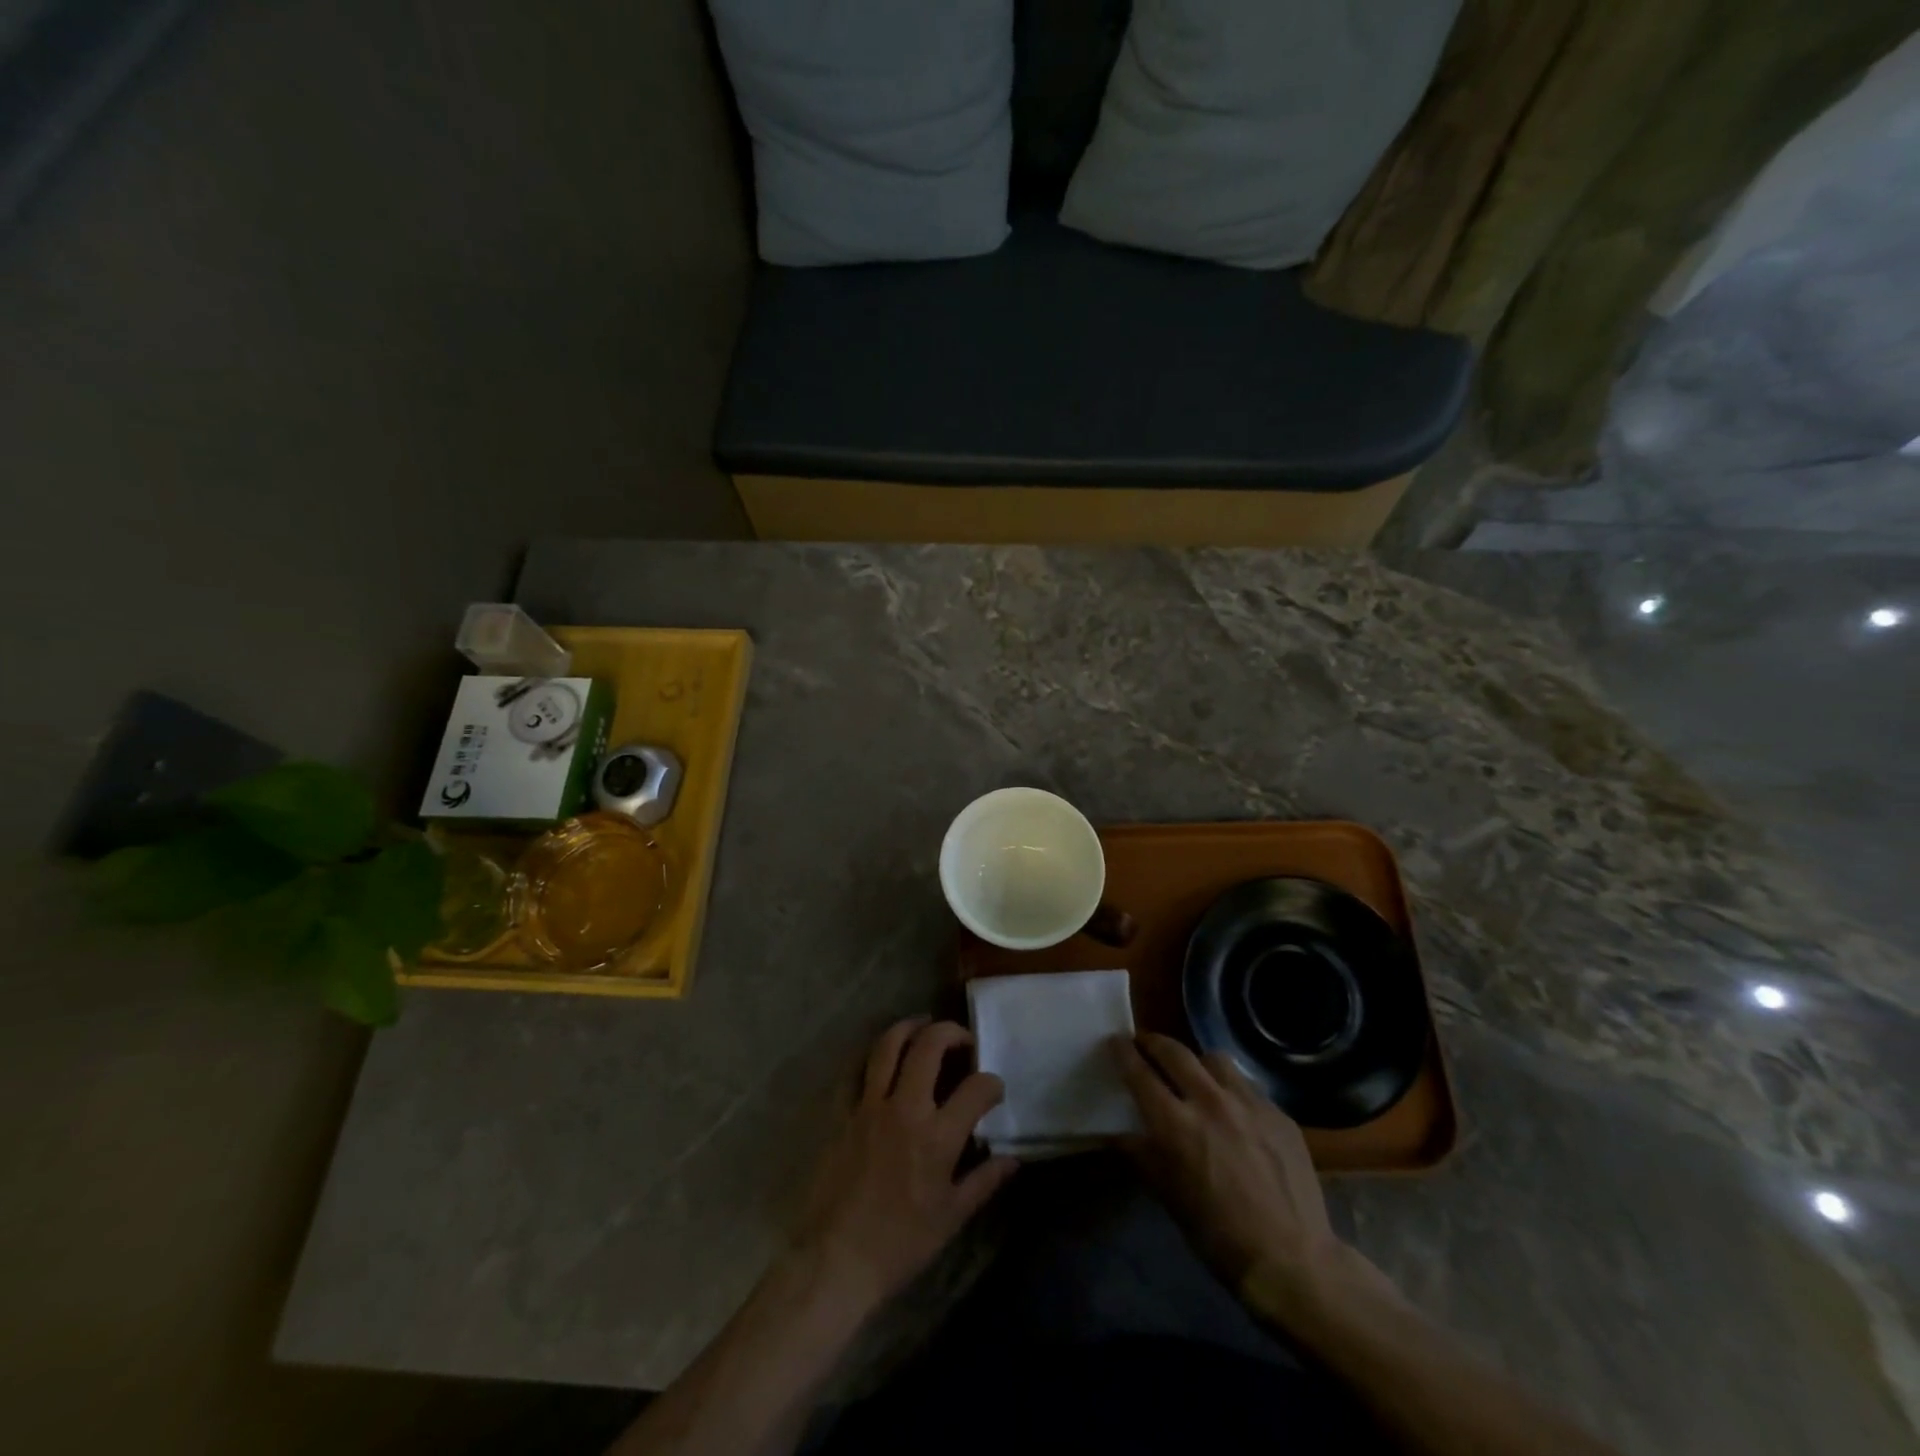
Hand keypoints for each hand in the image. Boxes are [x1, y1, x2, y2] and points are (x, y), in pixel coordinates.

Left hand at [793, 1018, 1018, 1313]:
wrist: (837, 1259)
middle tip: (962, 1040)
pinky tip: (885, 1057)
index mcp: (937, 1136)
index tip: (994, 1090)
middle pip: (930, 1046)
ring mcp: (870, 1105)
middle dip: (952, 1033)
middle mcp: (905, 1108)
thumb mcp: (952, 1218)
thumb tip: (1012, 1160)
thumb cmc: (901, 1243)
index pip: (976, 1088)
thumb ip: (984, 1181)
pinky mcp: (844, 1112)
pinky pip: (857, 1070)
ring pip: (889, 1045)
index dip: (992, 1083)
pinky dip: (873, 1056)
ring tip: (924, 1026)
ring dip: (910, 1028)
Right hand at [1113, 1033, 1392, 1322]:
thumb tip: (1117, 1133)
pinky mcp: (1278, 1113)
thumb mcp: (1169, 1196)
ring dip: (1196, 1061)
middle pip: (1175, 1051)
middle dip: (1154, 1043)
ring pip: (1214, 1059)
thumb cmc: (1218, 1235)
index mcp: (1176, 1124)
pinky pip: (1247, 1085)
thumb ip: (1142, 1154)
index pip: (1140, 1073)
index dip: (1123, 1052)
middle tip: (1145, 1044)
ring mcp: (1248, 1103)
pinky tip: (1234, 1110)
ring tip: (1194, 1074)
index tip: (1115, 1041)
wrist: (1292, 1260)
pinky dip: (1231, 1088)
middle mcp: (1210, 1101)